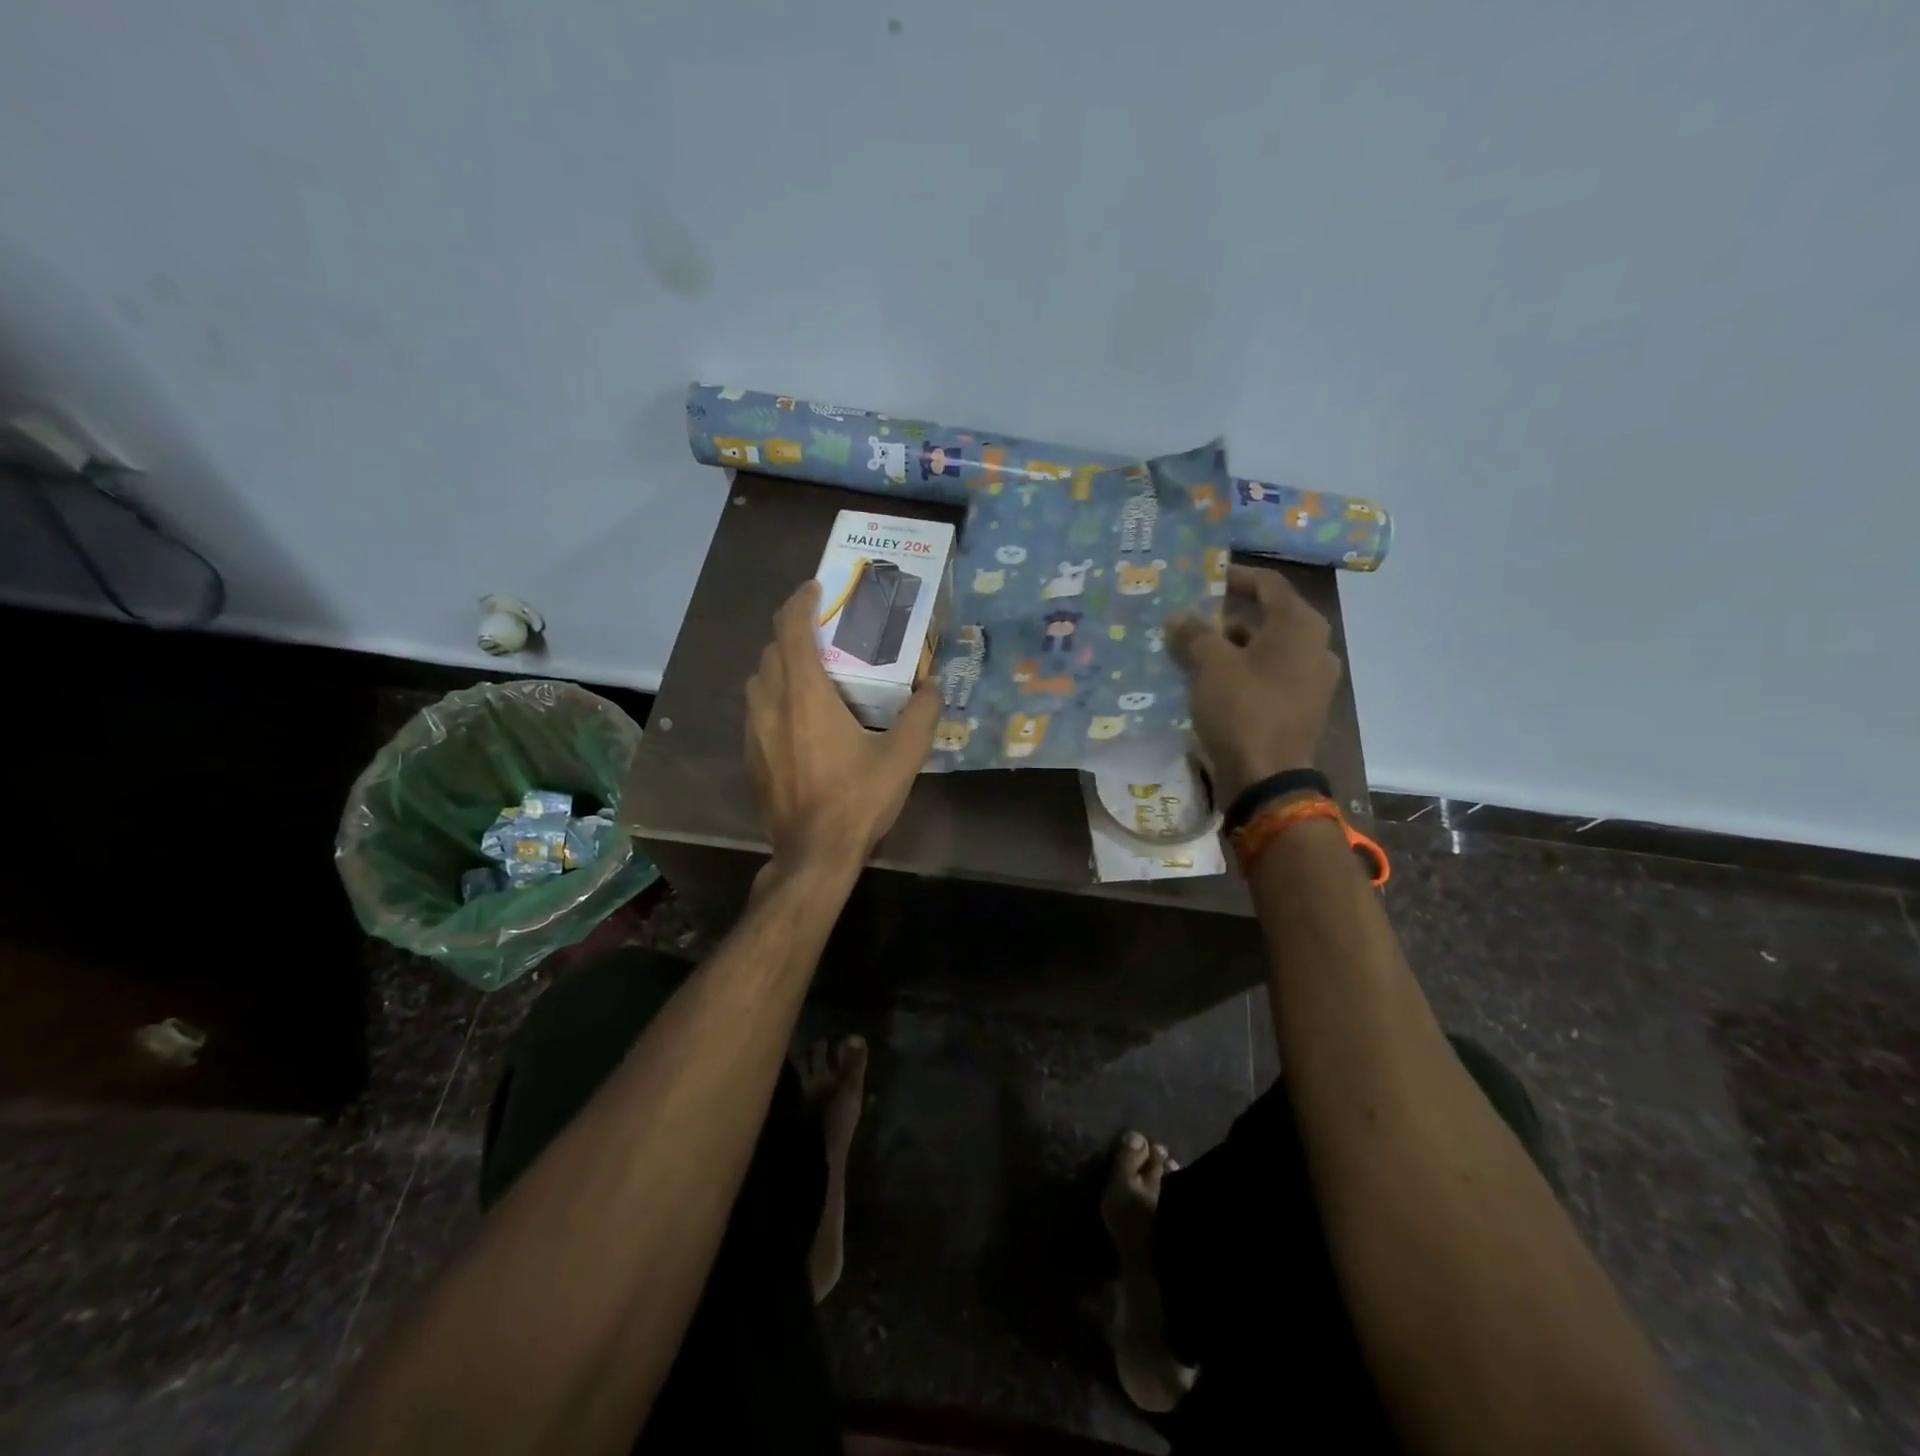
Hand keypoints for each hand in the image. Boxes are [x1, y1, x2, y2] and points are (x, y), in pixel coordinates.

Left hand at [745, 580, 940, 866]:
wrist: (813, 853)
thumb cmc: (857, 799)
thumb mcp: (903, 757)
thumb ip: (922, 715)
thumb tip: (934, 688)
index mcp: (805, 694)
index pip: (791, 628)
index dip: (801, 601)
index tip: (816, 588)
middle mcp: (771, 703)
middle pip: (772, 650)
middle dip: (794, 632)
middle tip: (825, 633)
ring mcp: (754, 731)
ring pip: (759, 679)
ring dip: (781, 664)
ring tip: (812, 671)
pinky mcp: (750, 755)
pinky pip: (757, 709)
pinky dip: (774, 696)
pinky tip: (799, 717)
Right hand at [1165, 564, 1341, 804]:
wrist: (1267, 778)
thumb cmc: (1242, 710)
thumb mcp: (1210, 666)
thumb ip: (1194, 635)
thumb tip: (1178, 618)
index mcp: (1299, 626)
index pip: (1268, 584)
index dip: (1235, 577)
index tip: (1205, 578)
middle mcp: (1314, 646)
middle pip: (1267, 618)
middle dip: (1226, 617)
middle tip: (1190, 619)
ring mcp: (1312, 680)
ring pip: (1266, 650)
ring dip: (1231, 648)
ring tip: (1193, 653)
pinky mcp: (1301, 708)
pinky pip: (1269, 677)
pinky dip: (1242, 673)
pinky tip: (1211, 683)